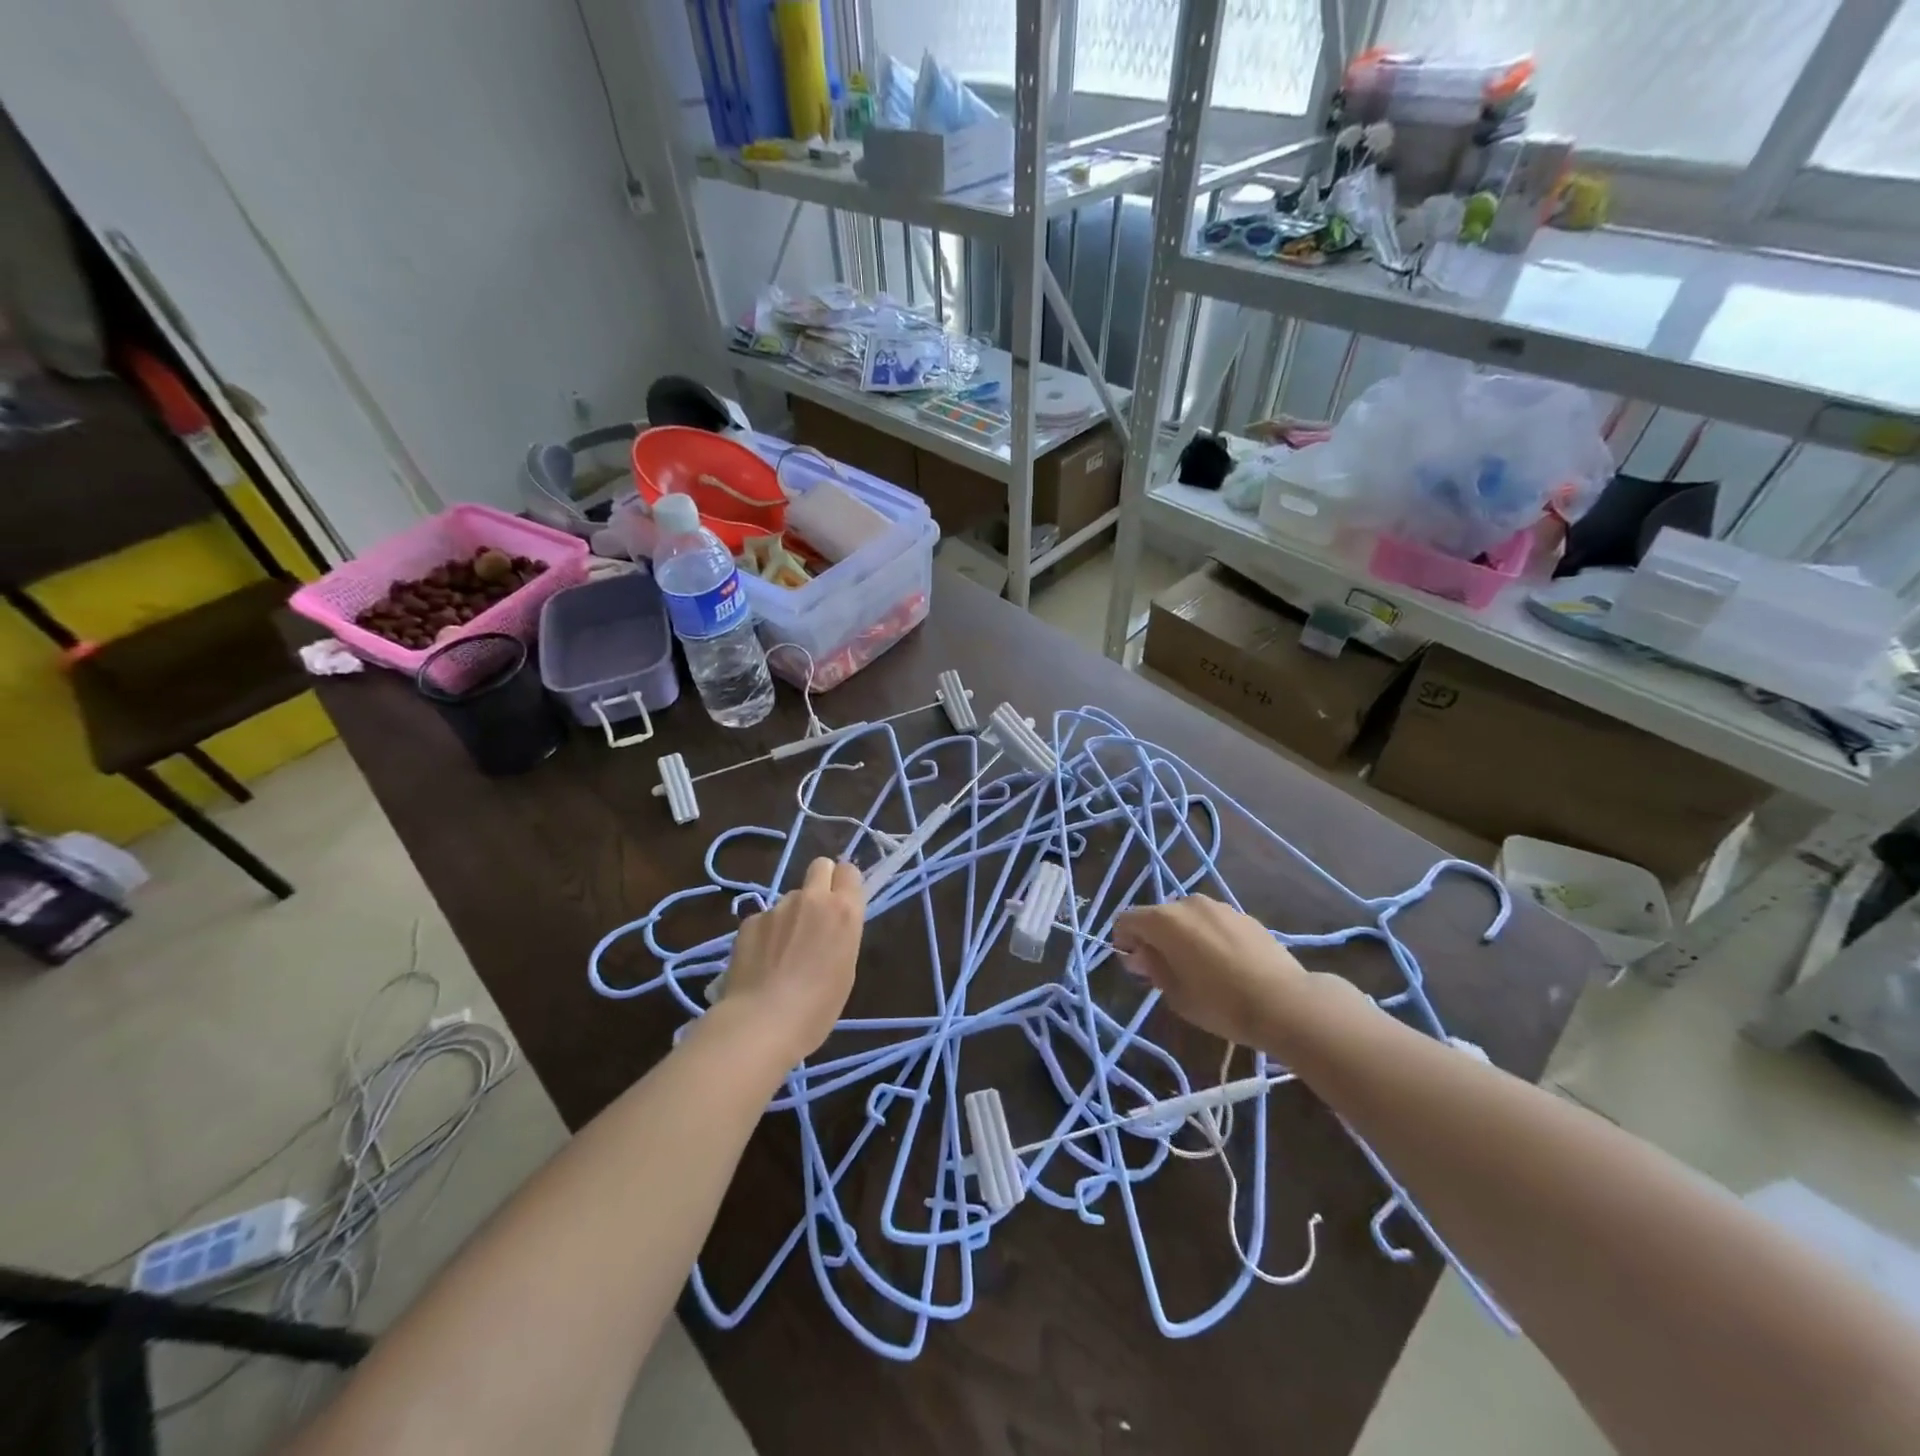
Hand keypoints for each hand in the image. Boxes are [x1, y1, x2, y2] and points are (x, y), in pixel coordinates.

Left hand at [718, 857, 863, 1062]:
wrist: (762, 1022)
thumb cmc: (817, 1008)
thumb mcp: (845, 970)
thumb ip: (841, 935)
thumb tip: (829, 927)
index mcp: (844, 912)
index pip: (849, 871)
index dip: (845, 883)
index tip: (842, 902)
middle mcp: (813, 899)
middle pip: (820, 866)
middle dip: (821, 881)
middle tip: (815, 915)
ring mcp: (778, 907)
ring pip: (790, 898)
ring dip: (791, 915)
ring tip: (782, 953)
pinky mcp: (750, 920)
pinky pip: (765, 918)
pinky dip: (766, 934)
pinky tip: (760, 962)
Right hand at [1112, 895, 1313, 1050]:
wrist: (1285, 1002)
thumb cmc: (1220, 1003)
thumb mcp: (1176, 994)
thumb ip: (1153, 969)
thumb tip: (1140, 955)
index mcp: (1164, 920)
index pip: (1127, 919)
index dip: (1123, 941)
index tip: (1134, 966)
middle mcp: (1188, 903)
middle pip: (1158, 916)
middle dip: (1154, 938)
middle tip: (1164, 970)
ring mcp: (1219, 906)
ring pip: (1188, 917)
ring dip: (1182, 936)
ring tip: (1197, 967)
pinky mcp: (1244, 915)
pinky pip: (1213, 922)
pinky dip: (1208, 936)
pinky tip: (1224, 964)